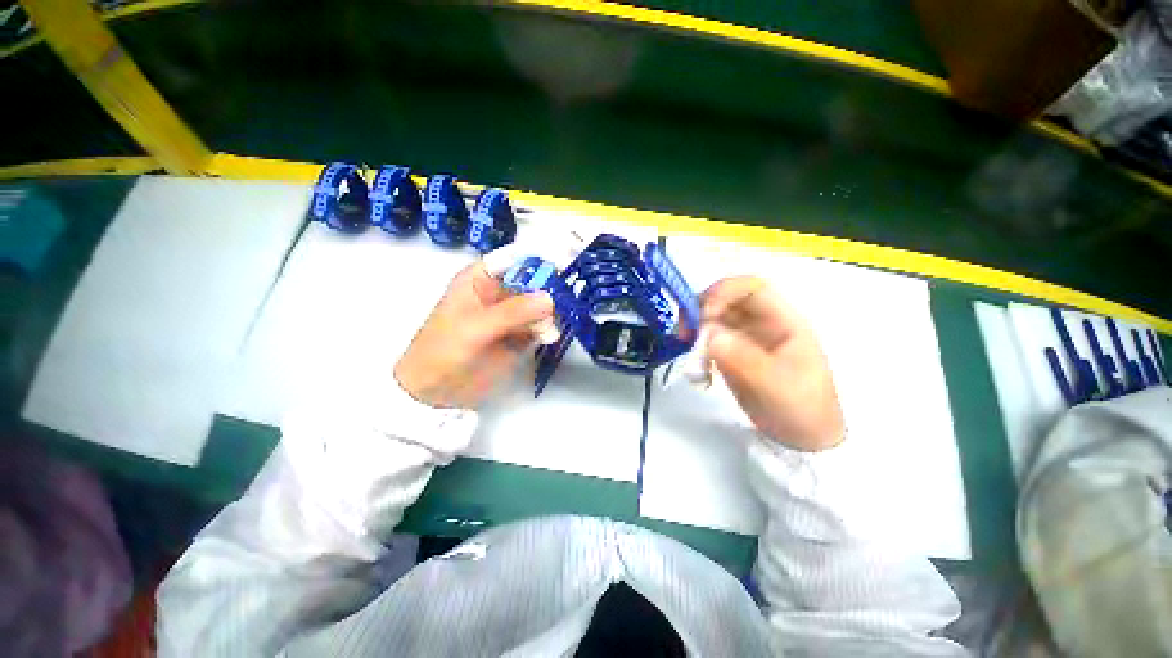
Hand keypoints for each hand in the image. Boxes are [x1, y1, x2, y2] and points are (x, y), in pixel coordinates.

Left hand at [394, 262, 553, 409]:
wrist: (434, 392)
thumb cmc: (444, 351)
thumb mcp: (476, 328)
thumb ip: (513, 312)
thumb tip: (550, 298)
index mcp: (480, 279)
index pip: (514, 258)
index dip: (539, 256)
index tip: (565, 261)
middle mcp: (499, 292)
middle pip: (533, 280)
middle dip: (550, 288)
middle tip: (564, 300)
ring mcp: (511, 315)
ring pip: (540, 304)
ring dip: (550, 312)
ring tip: (549, 329)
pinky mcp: (519, 335)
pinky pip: (540, 325)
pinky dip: (548, 328)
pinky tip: (548, 337)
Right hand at [702, 277, 844, 451]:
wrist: (803, 438)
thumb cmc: (801, 408)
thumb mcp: (776, 385)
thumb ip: (744, 358)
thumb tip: (710, 335)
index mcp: (783, 321)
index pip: (752, 289)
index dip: (724, 292)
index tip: (703, 315)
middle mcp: (762, 323)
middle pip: (726, 299)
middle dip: (701, 308)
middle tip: (683, 330)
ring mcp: (745, 338)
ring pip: (713, 318)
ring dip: (695, 327)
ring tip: (685, 346)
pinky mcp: (732, 353)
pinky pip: (709, 339)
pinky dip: (696, 346)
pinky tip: (696, 365)